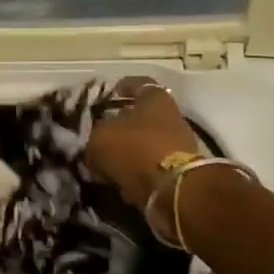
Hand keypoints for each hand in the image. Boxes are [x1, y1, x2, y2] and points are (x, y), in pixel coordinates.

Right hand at [85, 76, 204, 208]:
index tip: (106, 96)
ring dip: (127, 151)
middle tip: (99, 135)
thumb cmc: (136, 149)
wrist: (173, 189)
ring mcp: (177, 144)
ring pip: (144, 143)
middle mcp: (170, 116)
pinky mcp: (179, 171)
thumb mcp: (101, 138)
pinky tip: (119, 180)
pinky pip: (150, 166)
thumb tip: (95, 148)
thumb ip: (95, 137)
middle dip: (120, 125)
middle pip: (141, 116)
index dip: (120, 88)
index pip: (137, 84)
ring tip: (106, 162)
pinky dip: (136, 172)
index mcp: (155, 98)